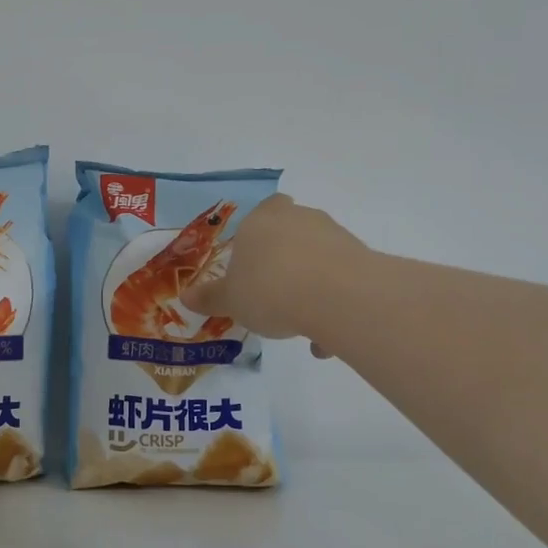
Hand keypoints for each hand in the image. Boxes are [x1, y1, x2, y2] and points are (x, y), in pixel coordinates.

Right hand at [182, 194, 365, 353]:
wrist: (336, 297)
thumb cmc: (269, 290)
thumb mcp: (231, 300)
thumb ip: (210, 298)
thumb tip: (186, 297)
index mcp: (259, 222)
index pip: (262, 210)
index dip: (259, 233)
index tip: (255, 260)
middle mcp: (297, 219)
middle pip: (292, 231)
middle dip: (287, 260)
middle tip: (276, 293)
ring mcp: (333, 235)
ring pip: (318, 257)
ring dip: (311, 285)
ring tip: (302, 327)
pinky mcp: (362, 256)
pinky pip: (341, 278)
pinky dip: (333, 303)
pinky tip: (325, 337)